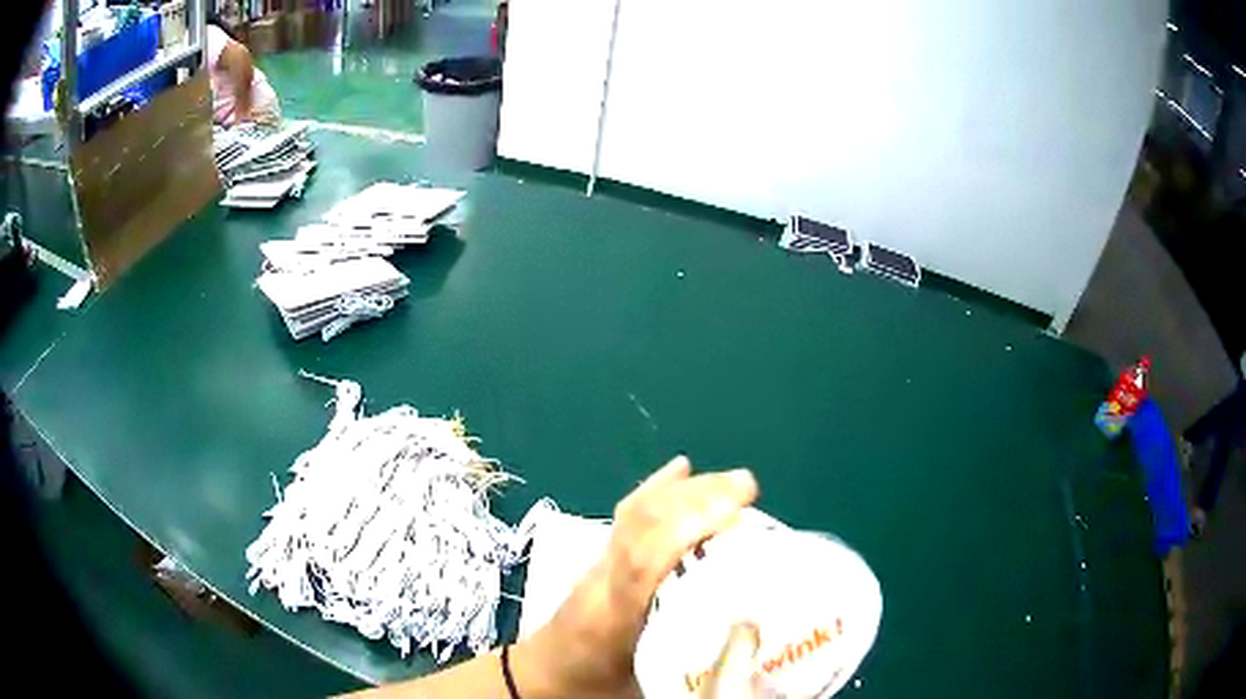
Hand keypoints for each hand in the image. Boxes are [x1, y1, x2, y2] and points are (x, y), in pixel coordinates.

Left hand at [515, 456, 758, 697]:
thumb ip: (685, 684)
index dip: (683, 532)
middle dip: (694, 499)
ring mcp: (597, 567)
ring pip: (635, 515)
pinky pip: (627, 518)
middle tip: (748, 487)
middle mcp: (601, 583)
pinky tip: (680, 470)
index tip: (733, 514)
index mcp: (609, 620)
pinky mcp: (600, 561)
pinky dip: (656, 489)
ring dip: (683, 491)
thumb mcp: (638, 698)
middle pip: (640, 526)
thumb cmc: (586, 690)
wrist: (535, 680)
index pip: (639, 565)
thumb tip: (744, 669)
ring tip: (731, 481)